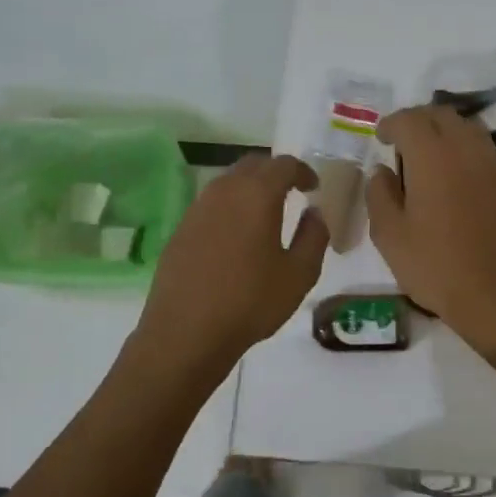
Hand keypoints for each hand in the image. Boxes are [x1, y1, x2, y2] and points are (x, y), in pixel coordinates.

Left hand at [135, 153, 327, 373]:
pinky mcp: (181, 228)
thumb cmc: (250, 302)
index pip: (284, 165)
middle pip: (253, 165)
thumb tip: (314, 213)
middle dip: (275, 172)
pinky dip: (230, 206)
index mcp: (257, 194)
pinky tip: (237, 234)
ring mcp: (197, 208)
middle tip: (292, 191)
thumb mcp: (299, 274)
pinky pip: (212, 203)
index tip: (314, 187)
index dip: (303, 171)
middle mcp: (224, 191)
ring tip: (265, 211)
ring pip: (229, 181)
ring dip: (250, 187)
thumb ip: (314, 236)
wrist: (186, 332)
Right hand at [366, 106, 495, 357]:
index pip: (409, 119)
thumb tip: (382, 171)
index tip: (380, 138)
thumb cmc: (436, 266)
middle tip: (402, 142)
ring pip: (467, 127)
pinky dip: (465, 149)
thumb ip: (379, 194)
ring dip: (444, 132)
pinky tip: (456, 176)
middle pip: (441, 115)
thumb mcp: (390, 236)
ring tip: (429, 157)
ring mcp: (494, 163)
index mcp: (432, 156)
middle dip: (417, 121)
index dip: (390, 124)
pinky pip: (484, 149)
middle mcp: (466, 148)